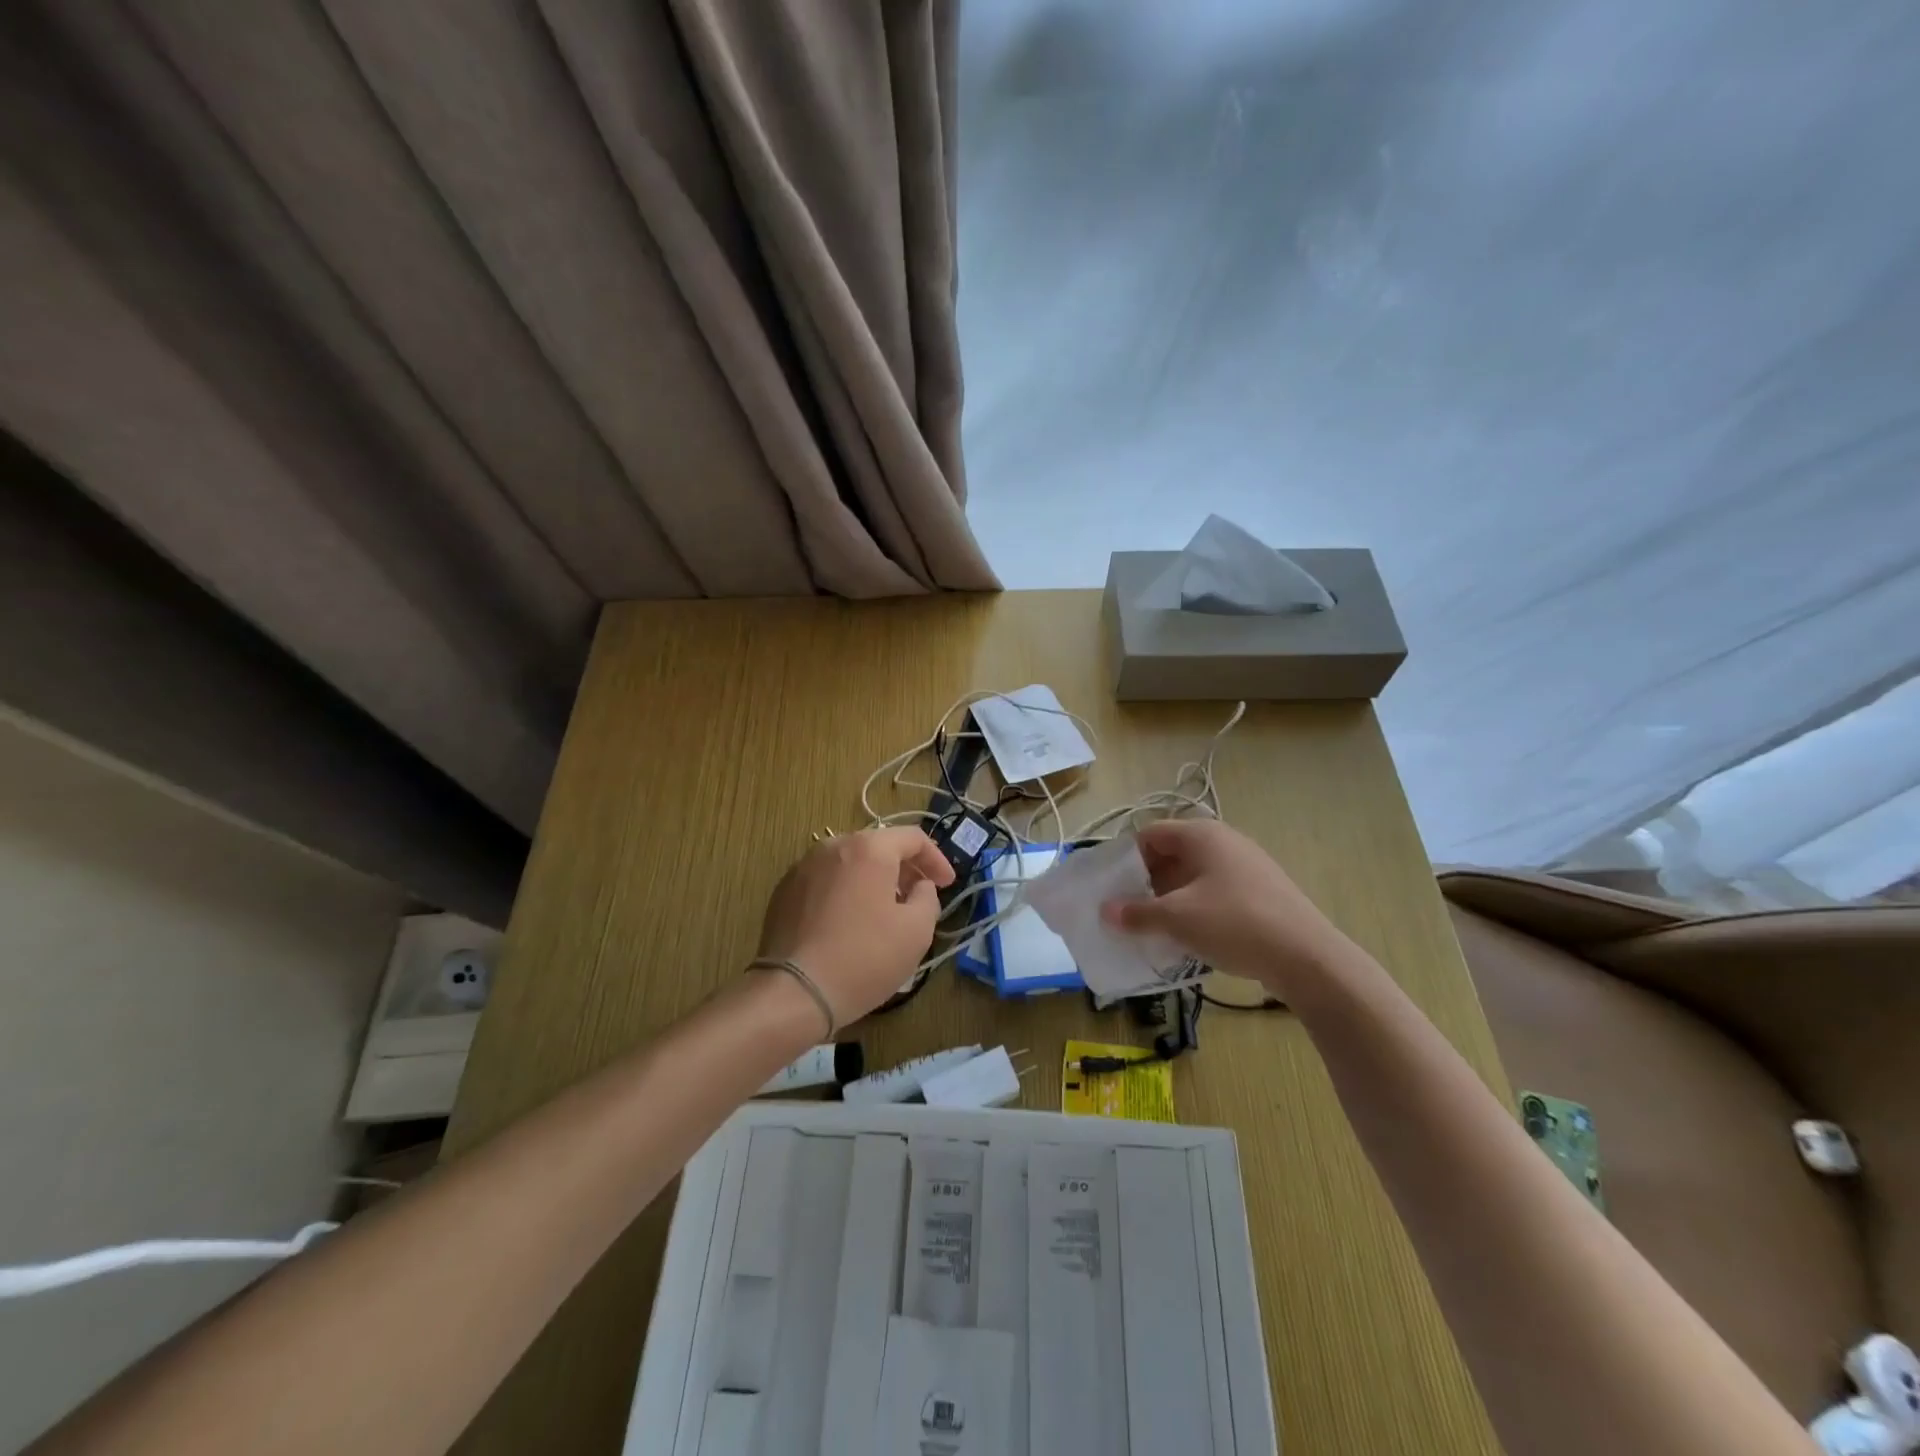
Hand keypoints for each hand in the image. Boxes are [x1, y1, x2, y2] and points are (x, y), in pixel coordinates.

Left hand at [756, 827, 954, 1025]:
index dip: (936, 859)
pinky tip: (850, 922)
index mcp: (868, 849)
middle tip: (919, 896)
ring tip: (885, 910)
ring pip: (850, 863)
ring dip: (873, 879)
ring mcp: (803, 867)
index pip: (913, 838)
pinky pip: (826, 881)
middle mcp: (833, 846)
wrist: (793, 992)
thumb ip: (927, 898)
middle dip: (904, 869)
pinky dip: (846, 891)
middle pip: (878, 846)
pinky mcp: (784, 891)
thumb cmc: (864, 958)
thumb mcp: (916, 931)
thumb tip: (919, 887)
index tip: (946, 885)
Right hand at [1100, 818, 1354, 996]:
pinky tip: (1189, 938)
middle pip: (1171, 854)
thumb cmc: (1234, 923)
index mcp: (1201, 835)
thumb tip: (1105, 911)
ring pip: (1193, 877)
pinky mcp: (1260, 892)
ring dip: (1170, 899)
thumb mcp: (1177, 918)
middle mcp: (1224, 842)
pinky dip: (1195, 909)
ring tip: (1153, 928)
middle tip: (1127, 911)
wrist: (1307, 957)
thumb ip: (1137, 913)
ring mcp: (1246, 866)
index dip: (1126, 858)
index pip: (1150, 834)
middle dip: (1146, 882)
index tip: (1111, 888)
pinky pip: (1215, 893)